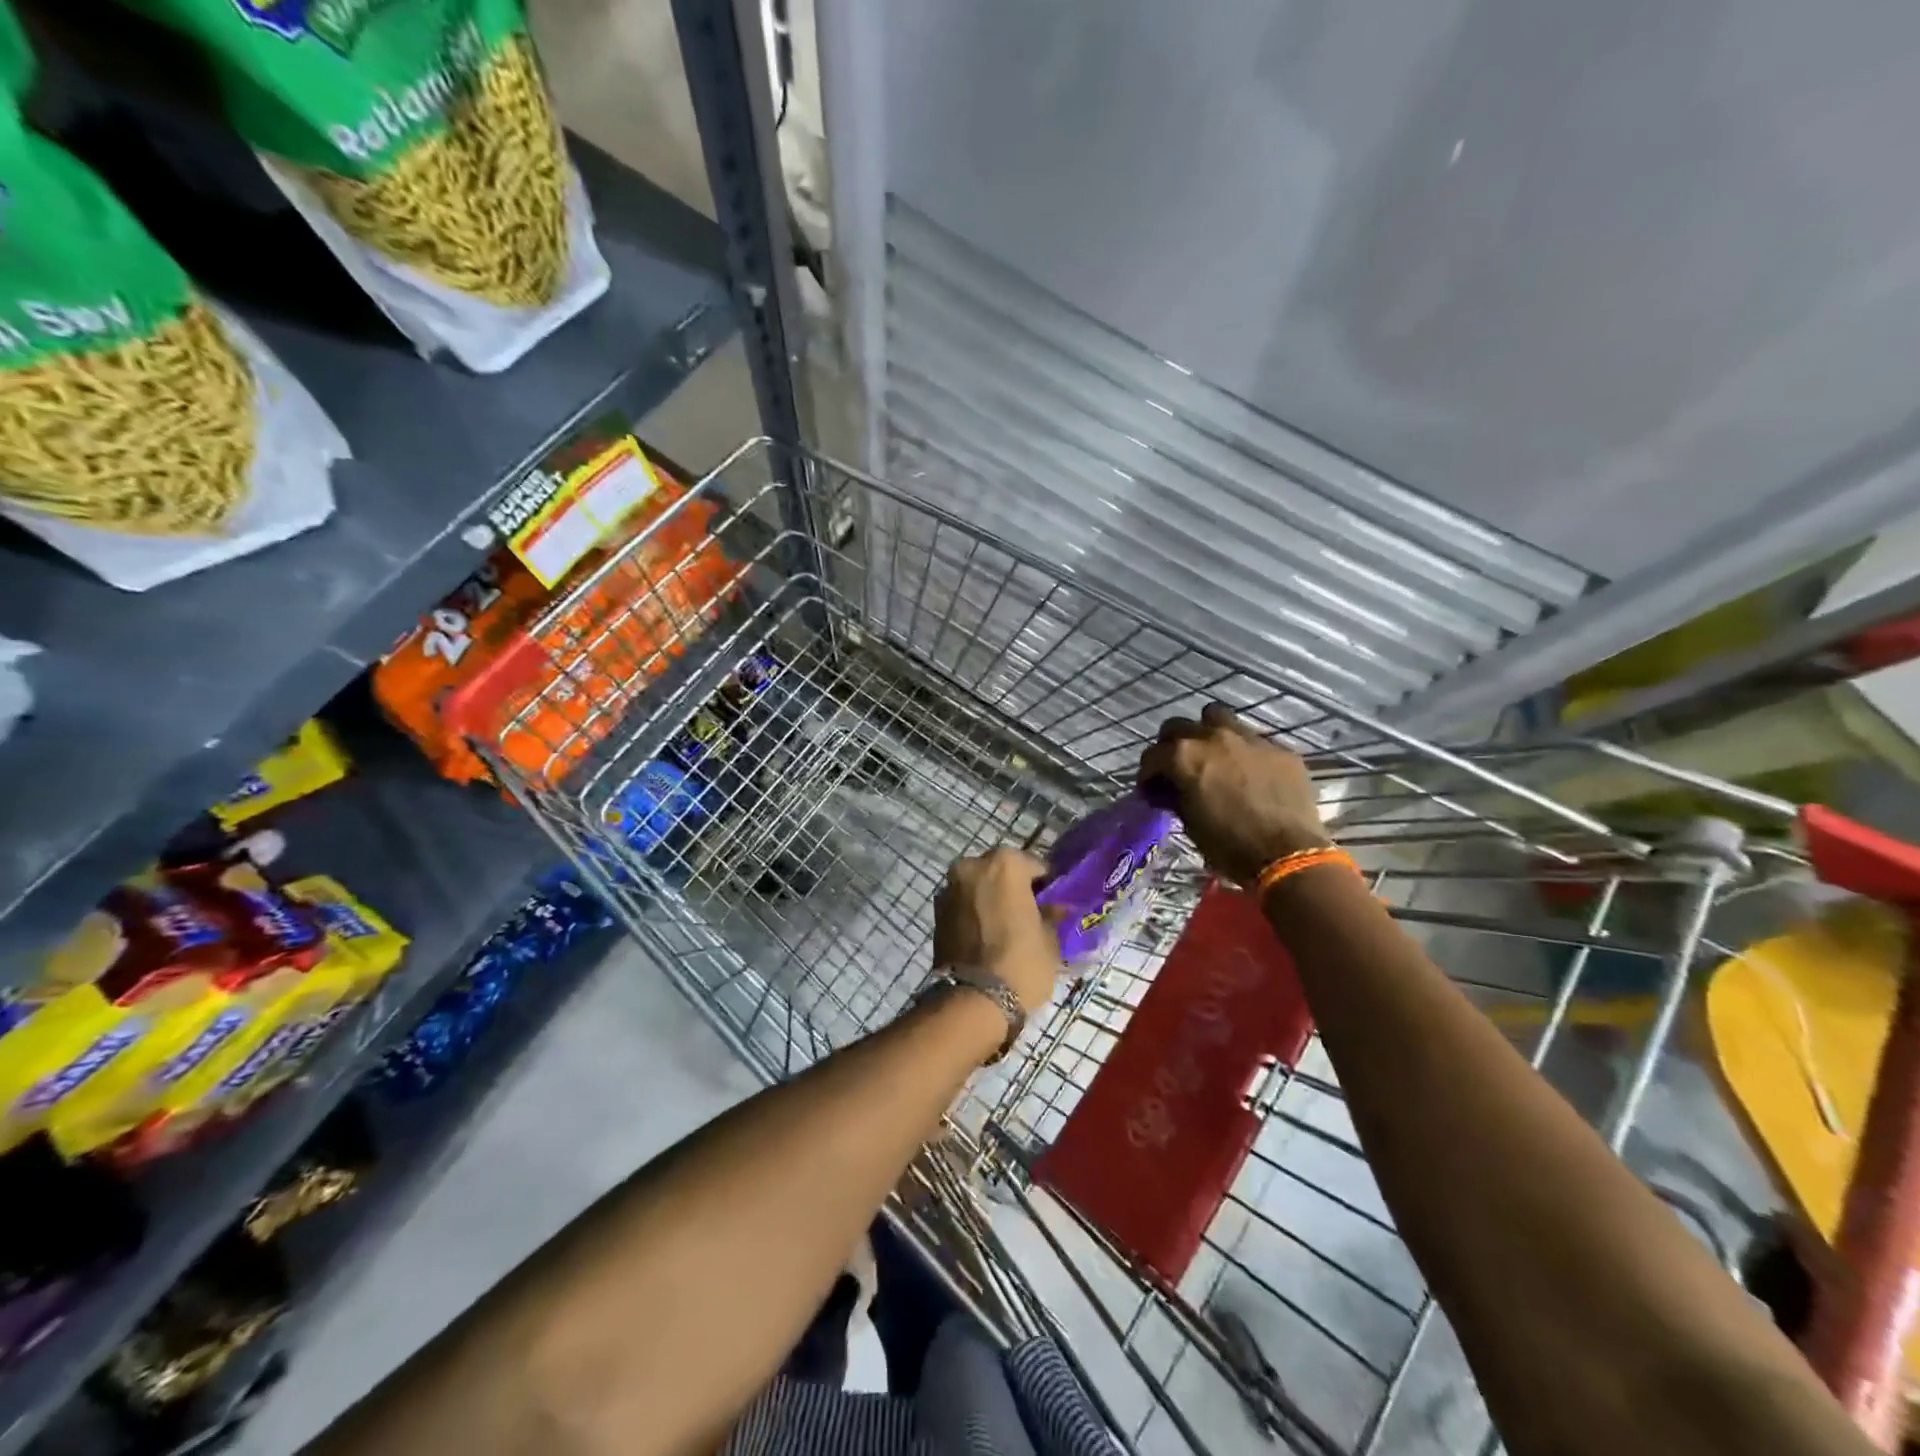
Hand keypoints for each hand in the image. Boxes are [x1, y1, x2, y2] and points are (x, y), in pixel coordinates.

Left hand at [933, 848, 1062, 1013]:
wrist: (973, 1000)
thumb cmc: (1021, 961)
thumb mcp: (1049, 939)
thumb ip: (1052, 915)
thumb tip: (1056, 908)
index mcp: (1004, 863)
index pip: (1034, 866)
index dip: (1045, 886)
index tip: (1052, 905)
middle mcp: (972, 866)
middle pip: (1000, 872)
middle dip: (1013, 889)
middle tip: (1028, 916)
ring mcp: (949, 888)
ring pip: (978, 888)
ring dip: (991, 901)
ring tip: (1006, 930)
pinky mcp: (935, 914)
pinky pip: (963, 907)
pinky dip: (974, 915)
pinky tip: (986, 938)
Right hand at [1139, 702, 1329, 885]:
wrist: (1287, 856)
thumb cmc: (1229, 846)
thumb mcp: (1189, 824)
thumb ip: (1176, 796)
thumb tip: (1170, 789)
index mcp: (1184, 756)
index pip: (1152, 755)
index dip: (1148, 774)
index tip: (1152, 789)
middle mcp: (1213, 737)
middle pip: (1179, 726)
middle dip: (1172, 745)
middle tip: (1177, 768)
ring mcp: (1249, 738)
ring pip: (1217, 717)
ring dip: (1207, 733)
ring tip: (1212, 756)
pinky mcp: (1279, 748)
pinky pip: (1253, 739)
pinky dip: (1243, 751)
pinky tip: (1249, 773)